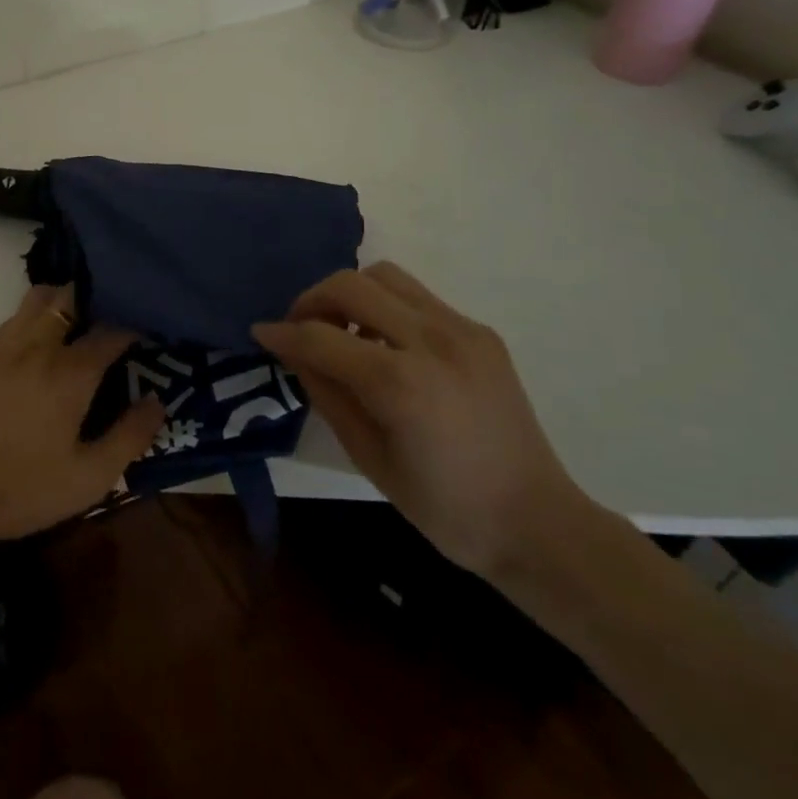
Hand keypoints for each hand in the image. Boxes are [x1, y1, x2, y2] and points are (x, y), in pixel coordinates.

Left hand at [0, 286, 164, 559]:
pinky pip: (12, 319)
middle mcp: (37, 347)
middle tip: (111, 319)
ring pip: (38, 299)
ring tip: (77, 323)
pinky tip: (38, 344)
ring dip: (62, 301)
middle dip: (96, 299)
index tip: (147, 332)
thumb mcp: (89, 478)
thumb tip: (157, 401)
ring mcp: (2, 347)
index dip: (133, 326)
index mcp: (69, 373)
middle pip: (70, 297)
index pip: (111, 330)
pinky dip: (33, 318)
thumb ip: (129, 437)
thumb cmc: (23, 490)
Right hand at [253, 261, 593, 579]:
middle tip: (300, 328)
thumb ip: (326, 394)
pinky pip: (417, 296)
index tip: (261, 334)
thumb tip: (295, 351)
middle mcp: (432, 341)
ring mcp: (462, 330)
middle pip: (351, 285)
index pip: (321, 336)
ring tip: (342, 329)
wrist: (536, 522)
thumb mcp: (368, 457)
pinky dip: (386, 306)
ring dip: (350, 293)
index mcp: (401, 384)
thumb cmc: (444, 507)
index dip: (283, 333)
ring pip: (385, 276)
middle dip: (312, 300)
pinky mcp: (479, 332)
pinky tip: (385, 343)